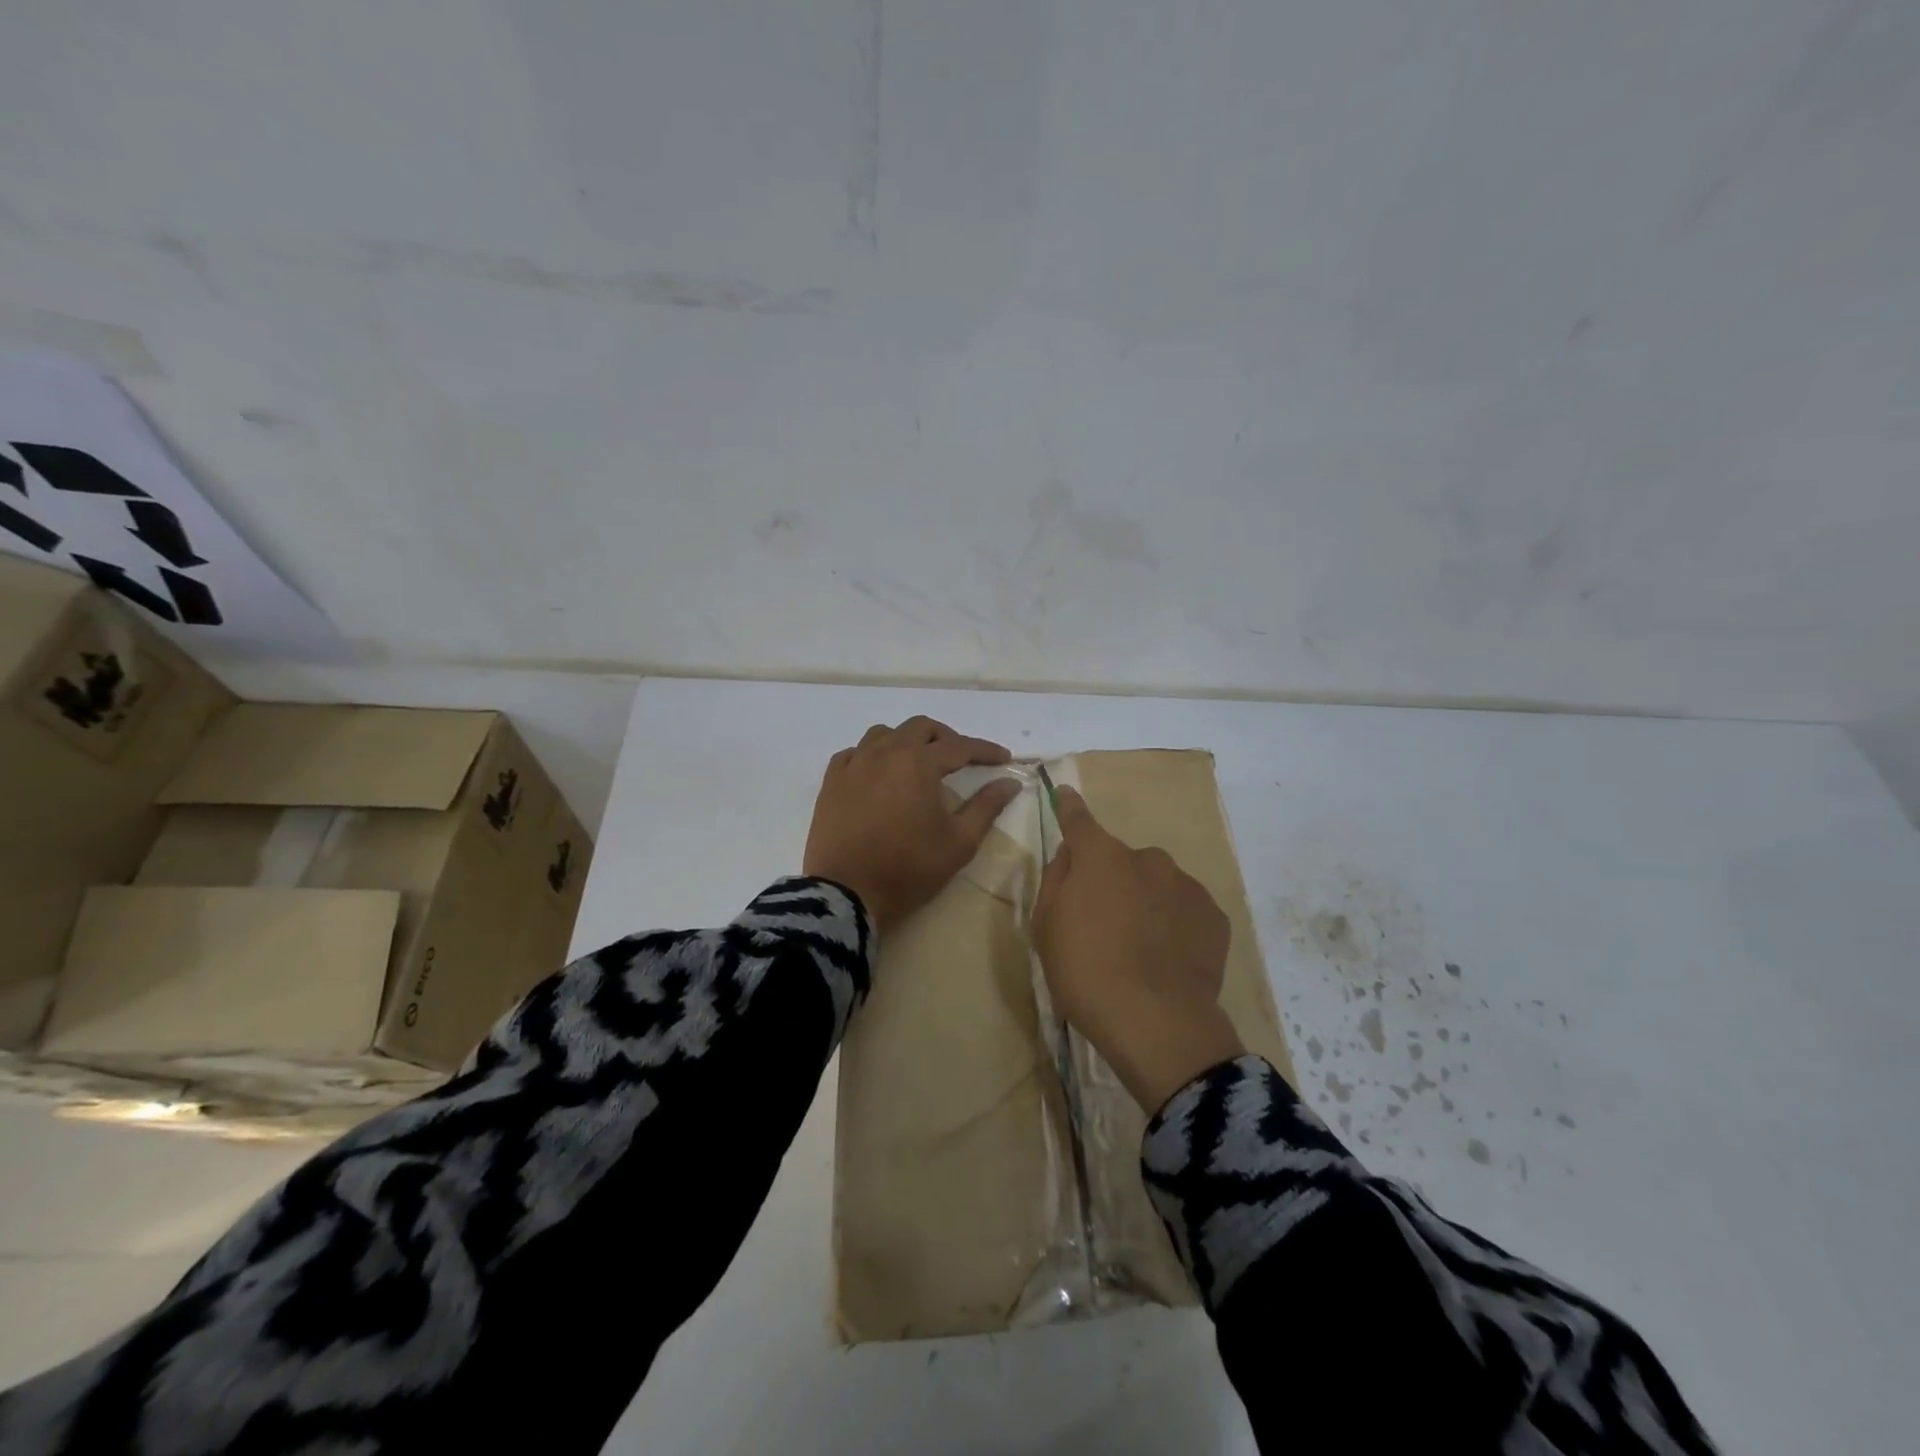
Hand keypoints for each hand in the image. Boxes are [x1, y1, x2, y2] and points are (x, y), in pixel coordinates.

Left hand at [803, 717, 1021, 932]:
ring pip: (884, 734)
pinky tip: (878, 773)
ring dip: (907, 741)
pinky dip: (872, 755)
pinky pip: (854, 753)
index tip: (1004, 759)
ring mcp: (854, 764)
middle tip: (961, 759)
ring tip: (918, 763)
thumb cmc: (909, 868)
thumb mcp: (959, 842)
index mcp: (919, 763)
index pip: (960, 746)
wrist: (847, 893)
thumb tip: (1009, 783)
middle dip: (946, 738)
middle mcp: (886, 752)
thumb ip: (986, 807)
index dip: (985, 750)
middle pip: (921, 728)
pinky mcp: (831, 782)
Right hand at [1032, 786, 1244, 1112]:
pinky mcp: (1214, 916)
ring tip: (1141, 951)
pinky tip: (1168, 960)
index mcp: (1101, 857)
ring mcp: (1185, 885)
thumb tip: (1070, 855)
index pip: (1079, 821)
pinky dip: (1174, 925)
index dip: (1070, 808)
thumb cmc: (1086, 971)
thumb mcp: (1046, 927)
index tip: (1066, 794)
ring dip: (1146, 903)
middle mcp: (1147, 859)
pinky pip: (1185, 911)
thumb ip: (1057, 880)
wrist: (1155, 1021)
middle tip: (1104, 926)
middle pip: (1121, 862)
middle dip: (1112, 882)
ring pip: (1157, 885)